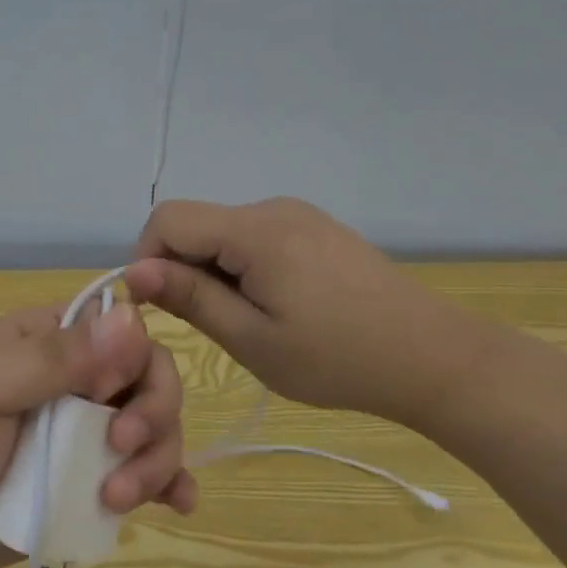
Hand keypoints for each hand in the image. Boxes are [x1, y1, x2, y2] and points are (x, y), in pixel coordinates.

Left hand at [0, 301, 194, 567]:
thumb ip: (58, 358)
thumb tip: (132, 316)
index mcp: (50, 340)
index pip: (124, 329)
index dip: (136, 360)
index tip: (107, 397)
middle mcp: (78, 380)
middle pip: (151, 380)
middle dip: (153, 416)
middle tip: (120, 451)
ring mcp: (86, 434)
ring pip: (156, 430)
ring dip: (156, 461)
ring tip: (117, 500)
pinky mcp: (90, 483)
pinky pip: (147, 474)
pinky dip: (169, 484)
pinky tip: (178, 503)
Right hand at [124, 197, 489, 427]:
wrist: (433, 357)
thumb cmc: (337, 359)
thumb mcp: (253, 339)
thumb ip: (190, 299)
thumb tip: (133, 272)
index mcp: (255, 230)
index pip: (167, 220)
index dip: (148, 260)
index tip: (163, 309)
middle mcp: (272, 208)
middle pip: (196, 223)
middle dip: (183, 269)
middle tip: (214, 325)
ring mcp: (298, 215)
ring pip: (224, 232)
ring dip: (214, 271)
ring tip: (249, 321)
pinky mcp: (315, 228)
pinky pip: (255, 237)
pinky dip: (243, 266)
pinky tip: (277, 305)